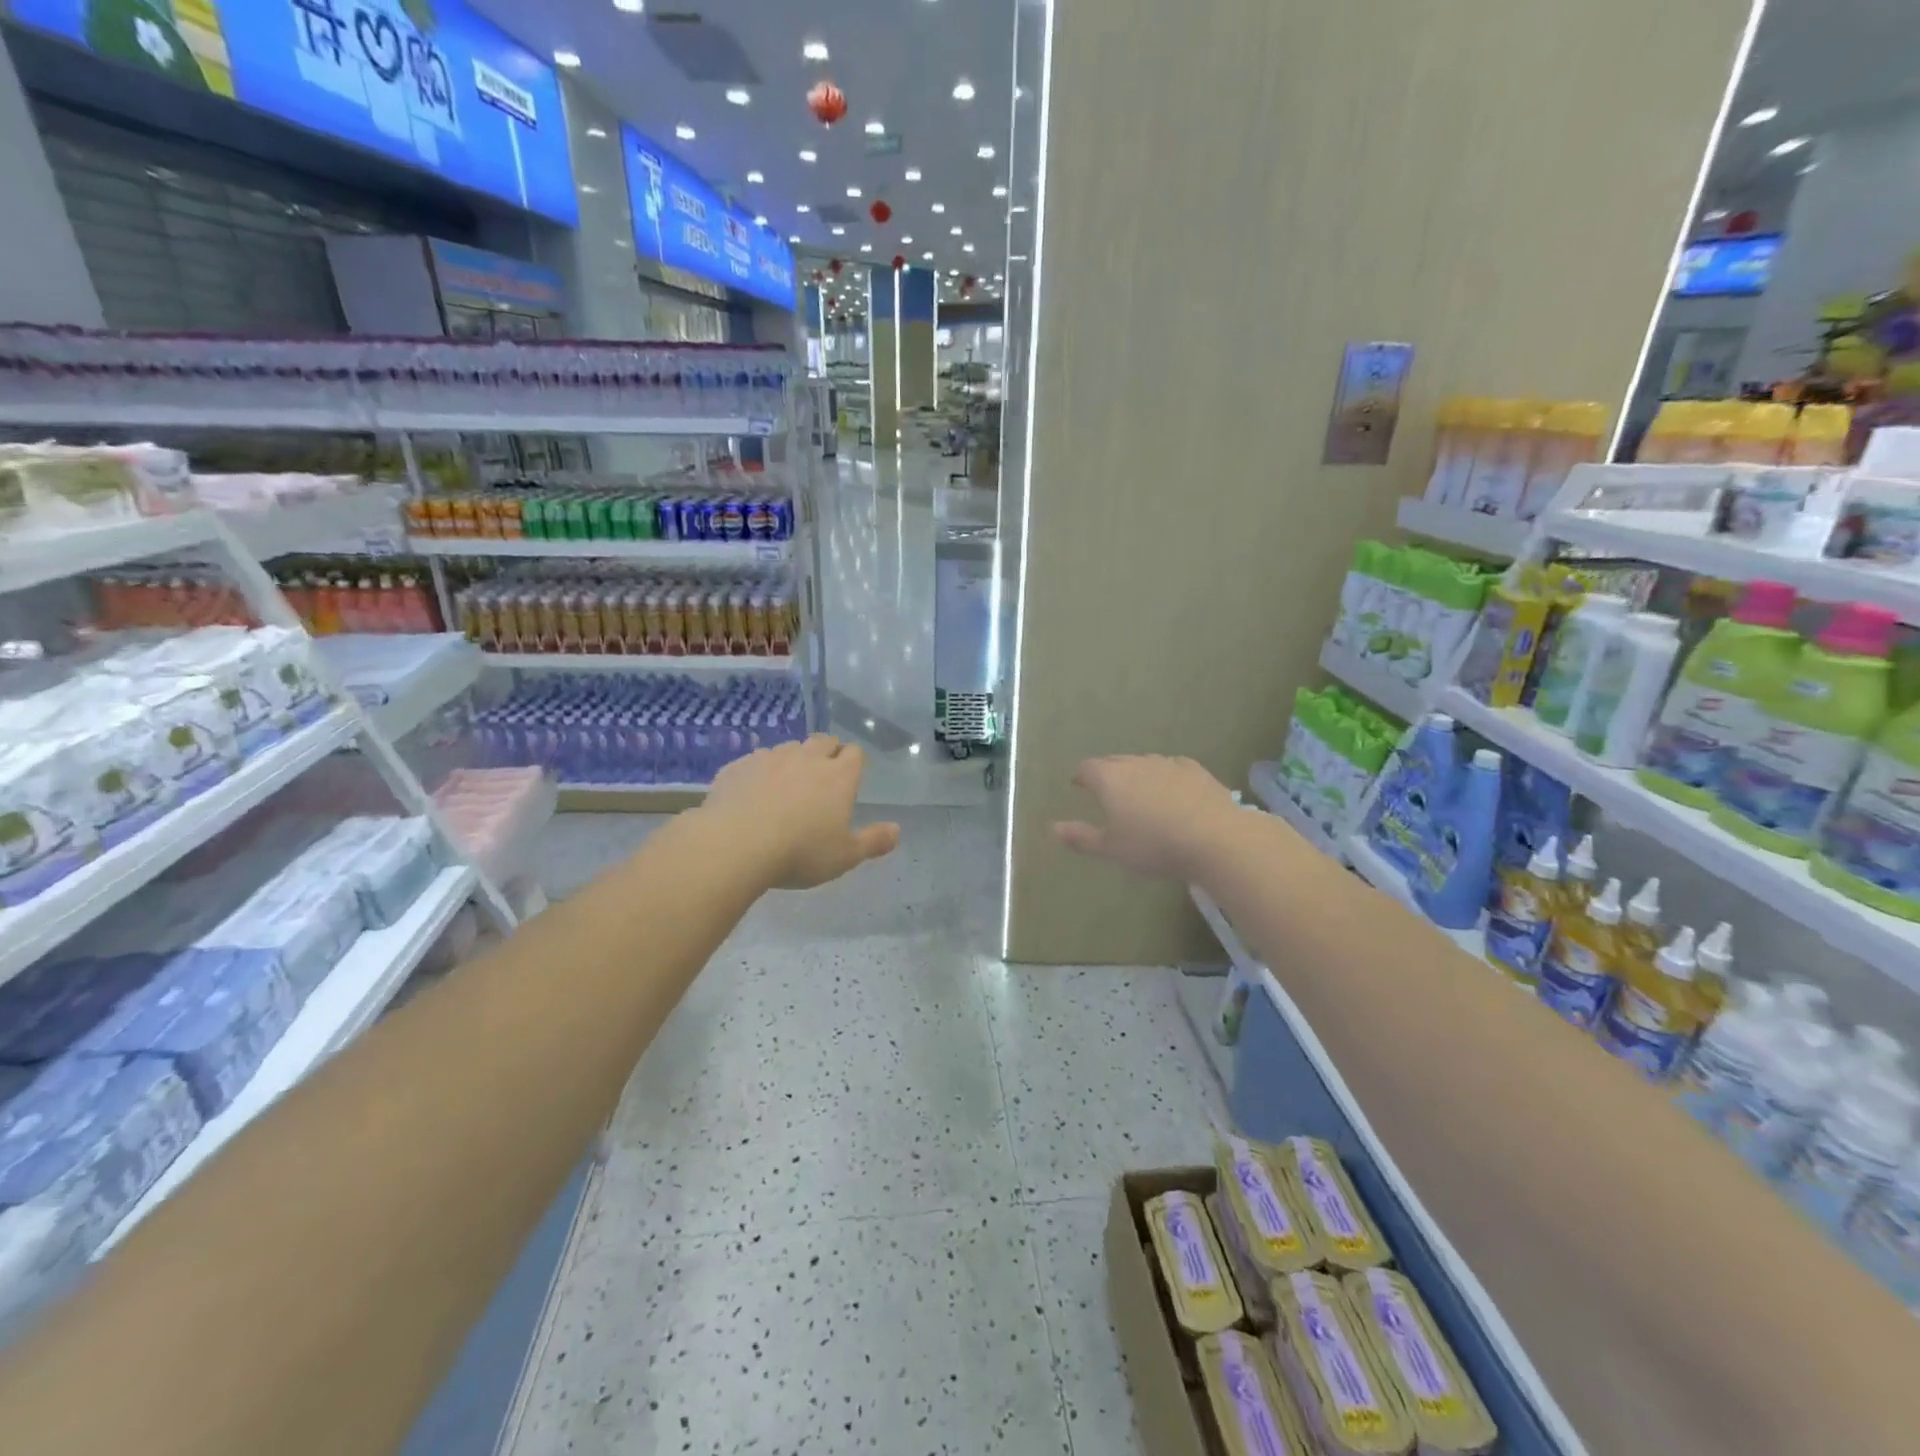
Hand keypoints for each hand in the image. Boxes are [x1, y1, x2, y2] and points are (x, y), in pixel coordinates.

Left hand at [702, 735, 899, 889]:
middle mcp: (807, 758)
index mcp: (838, 776)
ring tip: (786, 785)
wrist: (735, 844)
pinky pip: (755, 761)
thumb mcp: (844, 856)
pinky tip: (753, 793)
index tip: (850, 777)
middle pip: (823, 740)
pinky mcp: (739, 766)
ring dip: (793, 760)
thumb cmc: (800, 852)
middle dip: (827, 752)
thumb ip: (873, 841)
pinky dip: (759, 772)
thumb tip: (897, 830)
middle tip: (822, 777)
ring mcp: (770, 758)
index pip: (855, 753)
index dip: (853, 762)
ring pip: (789, 748)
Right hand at [1052, 755, 1242, 881]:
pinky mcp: (1195, 770)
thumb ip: (1081, 837)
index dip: (1081, 776)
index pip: (1088, 768)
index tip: (1079, 785)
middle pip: (1115, 761)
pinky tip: (1172, 789)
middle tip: (1106, 790)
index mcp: (1110, 779)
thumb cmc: (1154, 845)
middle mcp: (1136, 763)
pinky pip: (1172, 767)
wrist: (1214, 837)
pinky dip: (1166, 776)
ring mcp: (1167, 763)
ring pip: (1144, 763)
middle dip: (1107, 772)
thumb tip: (1052, 829)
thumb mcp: (1111, 849)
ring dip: (1137, 774)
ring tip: (1139, 792)